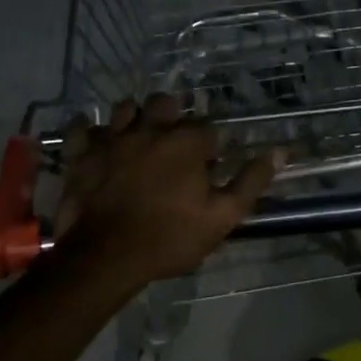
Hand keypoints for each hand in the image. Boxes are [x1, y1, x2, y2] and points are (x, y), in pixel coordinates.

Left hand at [54, 94, 284, 287]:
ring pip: (125, 107)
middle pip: (165, 103)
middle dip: (174, 114)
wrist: (106, 257)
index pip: (208, 127)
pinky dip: (88, 129)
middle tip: (175, 138)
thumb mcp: (221, 217)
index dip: (211, 143)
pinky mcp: (82, 154)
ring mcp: (113, 138)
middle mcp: (150, 129)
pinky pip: (81, 128)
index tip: (211, 161)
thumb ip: (250, 182)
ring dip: (134, 116)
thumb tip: (279, 151)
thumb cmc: (169, 238)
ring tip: (139, 134)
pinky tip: (95, 137)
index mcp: (186, 143)